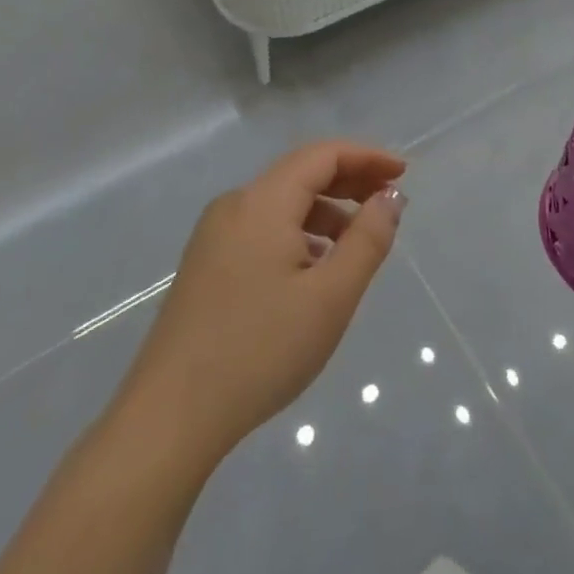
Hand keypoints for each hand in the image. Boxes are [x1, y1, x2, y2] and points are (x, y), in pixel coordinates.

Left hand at [114, 141, 406, 468]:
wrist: (169, 418)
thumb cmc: (260, 350)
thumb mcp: (331, 296)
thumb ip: (368, 239)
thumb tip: (390, 197)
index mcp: (262, 203)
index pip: (322, 155)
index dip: (367, 157)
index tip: (403, 174)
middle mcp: (234, 206)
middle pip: (300, 173)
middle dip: (350, 180)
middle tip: (389, 202)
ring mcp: (213, 236)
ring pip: (281, 203)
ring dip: (326, 211)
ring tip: (358, 244)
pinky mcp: (205, 264)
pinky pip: (262, 228)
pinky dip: (299, 233)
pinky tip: (315, 269)